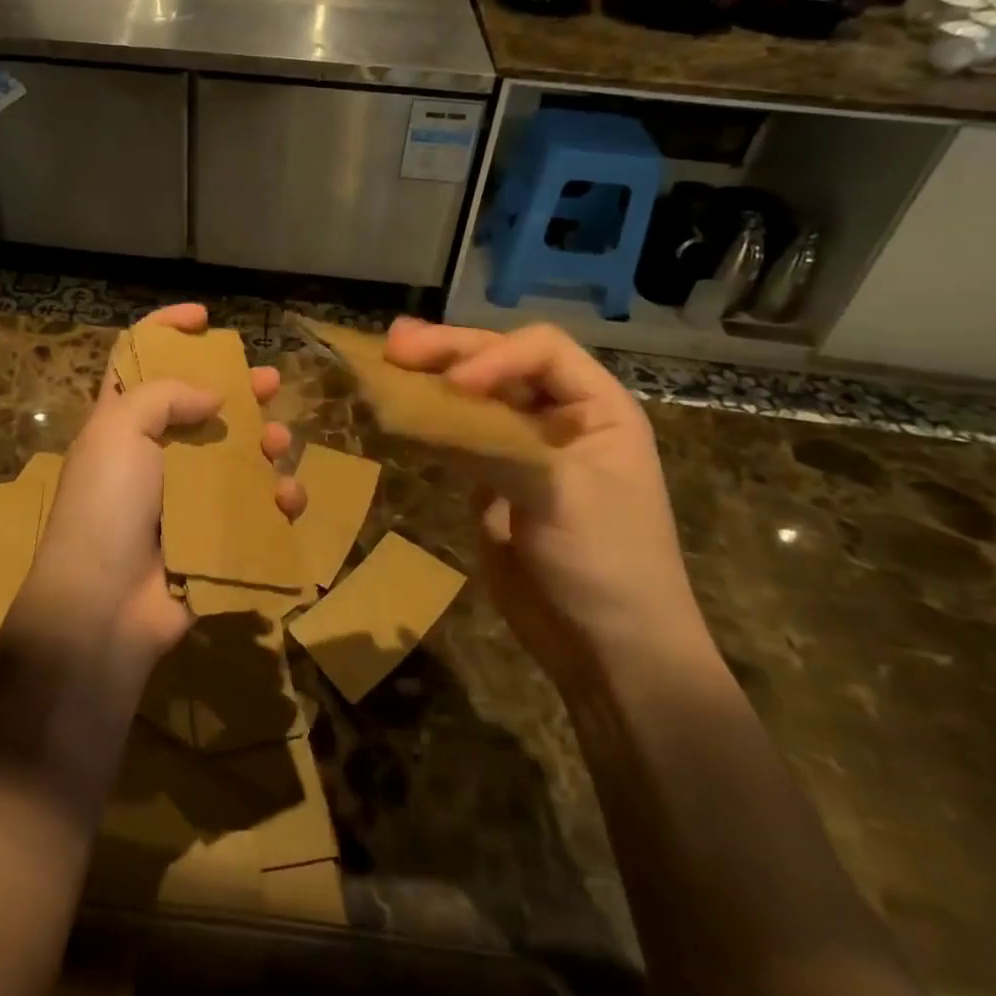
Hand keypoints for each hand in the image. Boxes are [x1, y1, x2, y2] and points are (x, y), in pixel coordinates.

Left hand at [12, 305, 303, 678]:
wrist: (103, 606)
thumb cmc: (106, 505)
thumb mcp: (121, 430)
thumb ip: (166, 396)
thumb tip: (211, 399)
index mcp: (121, 422)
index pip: (138, 358)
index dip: (166, 329)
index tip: (205, 317)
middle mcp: (152, 454)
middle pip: (199, 406)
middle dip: (237, 389)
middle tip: (269, 381)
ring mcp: (183, 497)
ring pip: (234, 456)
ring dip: (263, 444)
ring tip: (279, 444)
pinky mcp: (211, 536)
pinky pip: (253, 509)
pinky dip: (275, 499)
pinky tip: (287, 498)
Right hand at [383, 319, 707, 673]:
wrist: (608, 651)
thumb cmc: (605, 561)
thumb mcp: (560, 491)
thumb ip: (494, 442)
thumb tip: (420, 409)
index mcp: (597, 408)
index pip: (542, 351)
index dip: (494, 355)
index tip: (454, 383)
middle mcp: (559, 417)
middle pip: (500, 365)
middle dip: (450, 351)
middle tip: (395, 344)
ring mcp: (523, 448)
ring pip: (473, 397)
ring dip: (432, 377)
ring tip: (387, 358)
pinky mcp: (492, 480)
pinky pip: (457, 437)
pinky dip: (427, 420)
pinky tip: (397, 408)